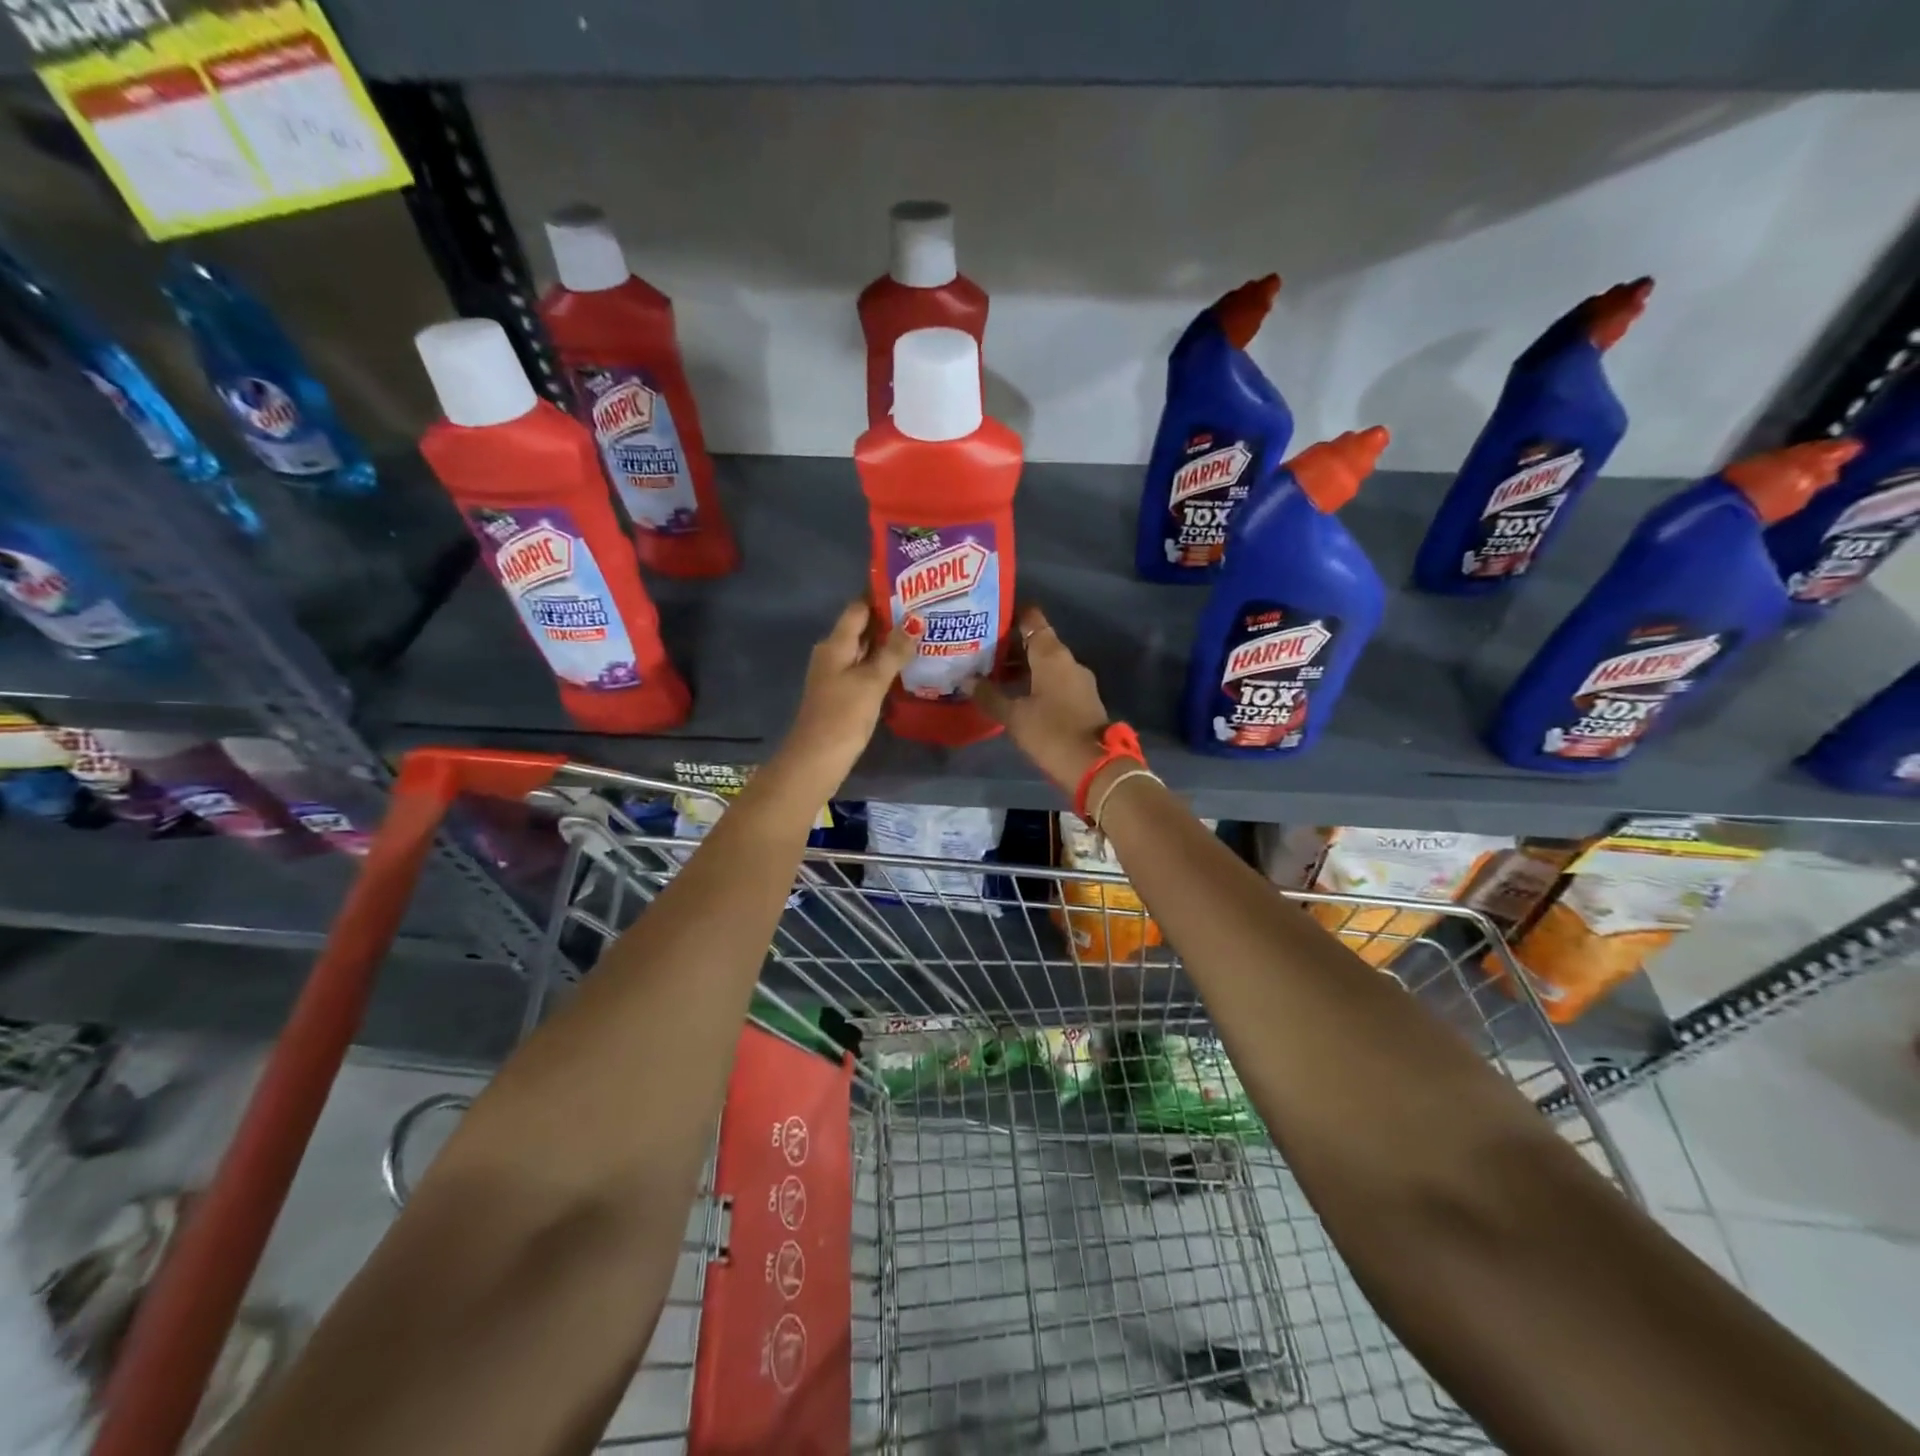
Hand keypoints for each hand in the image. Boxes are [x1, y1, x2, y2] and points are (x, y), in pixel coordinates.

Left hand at [781, 601, 913, 782]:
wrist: (816, 759)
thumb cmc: (842, 715)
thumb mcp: (871, 682)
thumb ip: (893, 652)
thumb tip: (914, 622)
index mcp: (835, 644)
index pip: (858, 608)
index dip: (880, 595)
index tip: (910, 587)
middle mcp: (833, 653)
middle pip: (862, 628)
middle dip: (890, 619)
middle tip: (925, 610)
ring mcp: (837, 675)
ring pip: (865, 650)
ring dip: (889, 643)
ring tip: (923, 634)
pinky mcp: (843, 694)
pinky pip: (865, 669)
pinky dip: (884, 664)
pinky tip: (906, 666)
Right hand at [970, 606, 1111, 791]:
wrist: (1095, 766)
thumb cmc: (1052, 733)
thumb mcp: (1014, 716)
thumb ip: (989, 696)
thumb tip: (966, 680)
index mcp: (1052, 655)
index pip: (1032, 619)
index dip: (1011, 614)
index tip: (988, 616)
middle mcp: (1067, 661)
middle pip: (1037, 642)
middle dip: (1009, 645)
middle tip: (978, 650)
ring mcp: (1078, 681)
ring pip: (1044, 664)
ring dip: (1021, 667)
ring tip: (990, 674)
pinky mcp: (1081, 700)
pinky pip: (1053, 681)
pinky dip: (1033, 682)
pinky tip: (1014, 694)